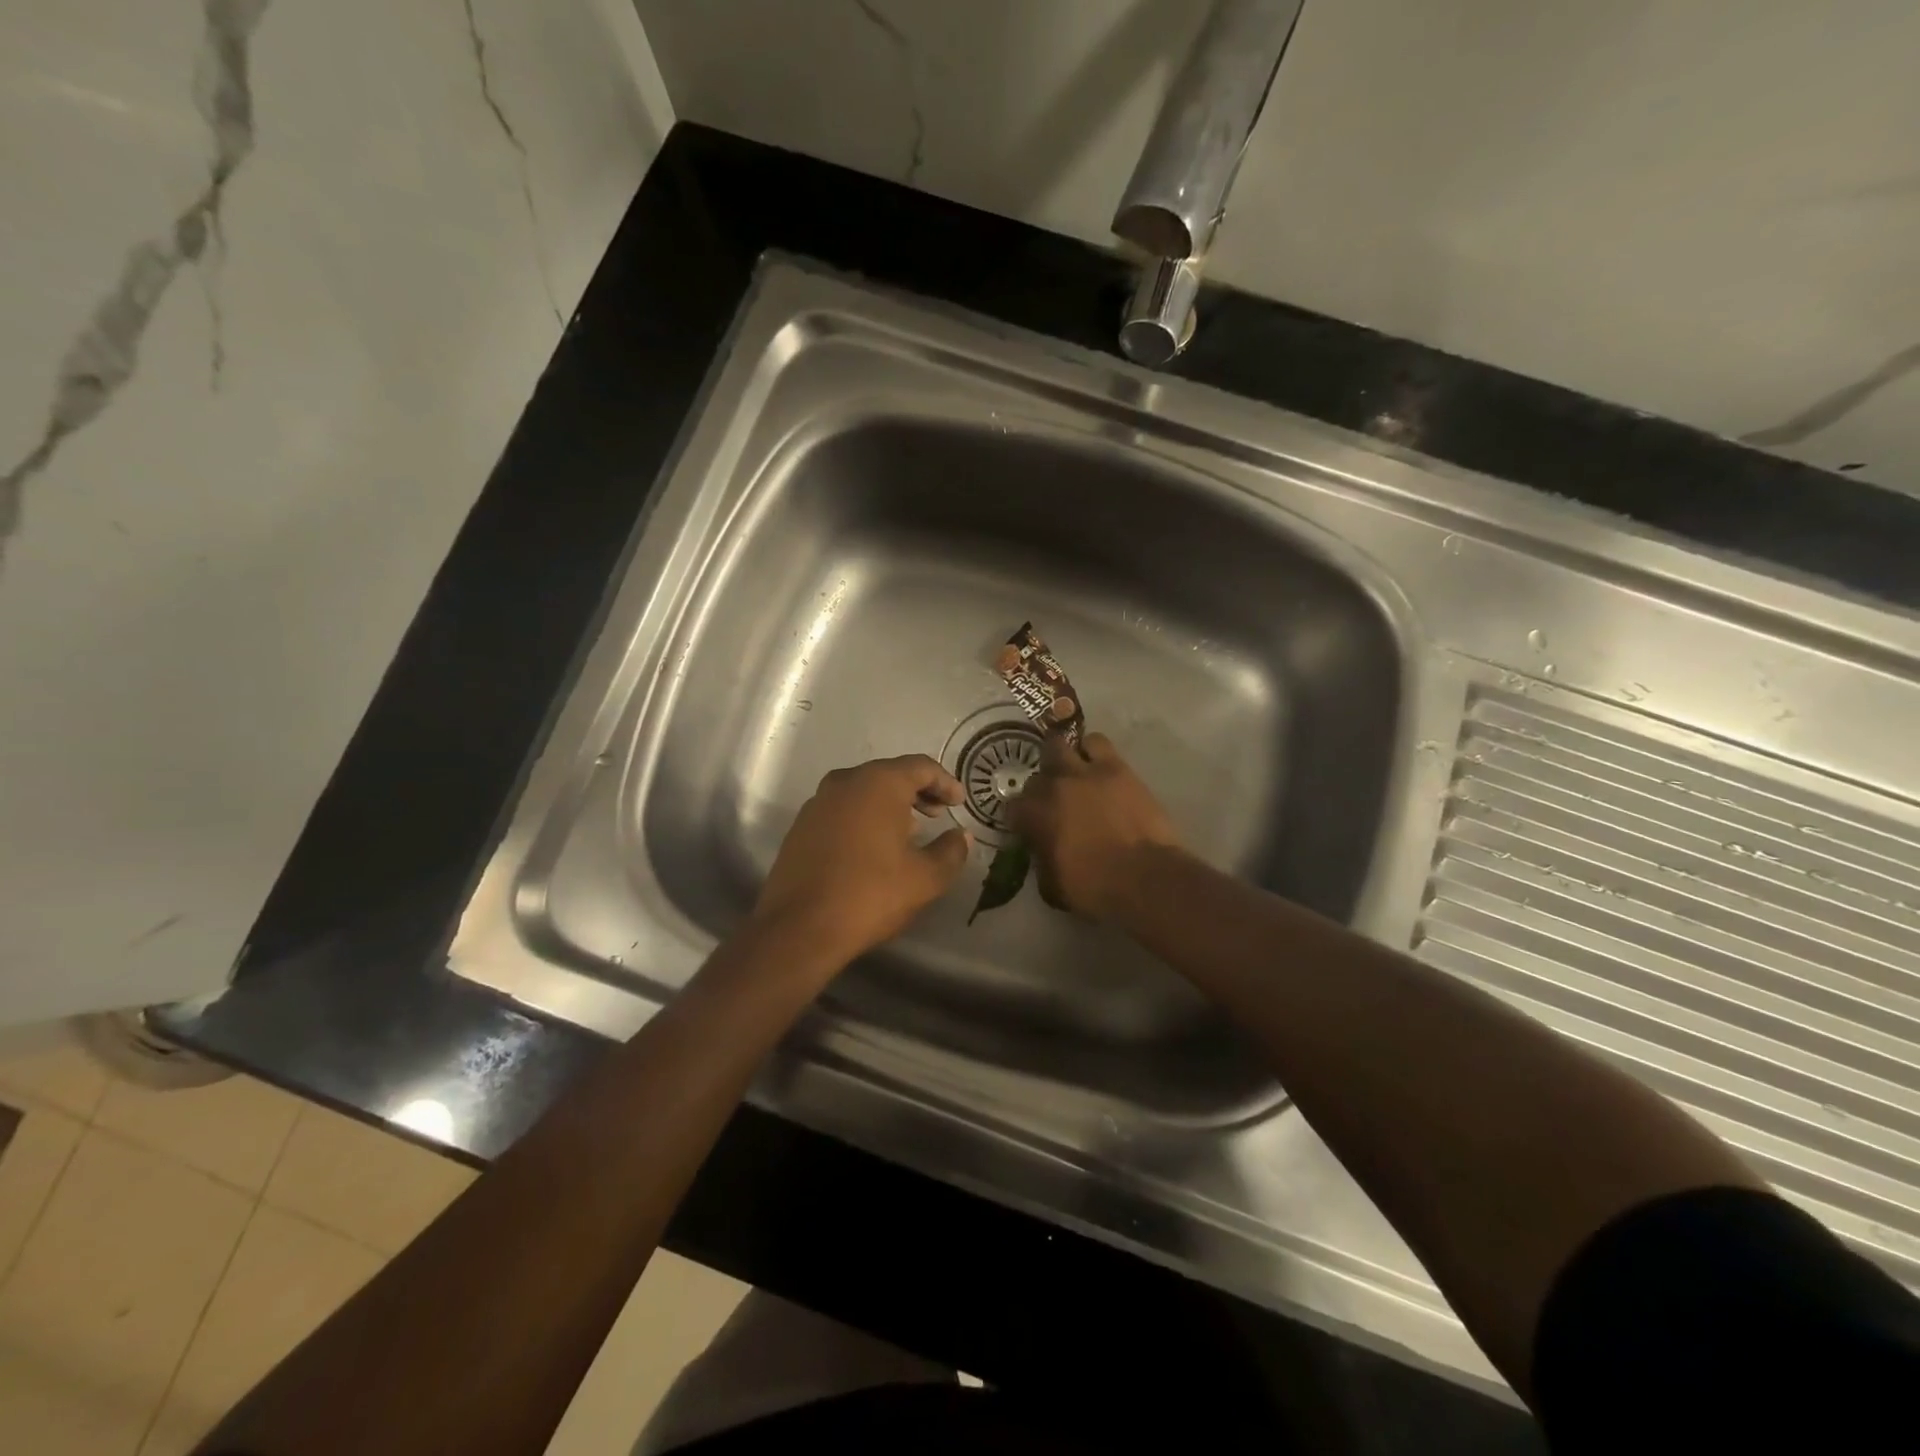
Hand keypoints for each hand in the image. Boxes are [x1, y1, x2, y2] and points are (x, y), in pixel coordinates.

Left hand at [752, 755, 972, 963]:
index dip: (946, 782)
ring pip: (863, 791)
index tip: (960, 802)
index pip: (921, 767)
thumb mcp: (925, 878)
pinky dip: (864, 817)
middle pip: (890, 774)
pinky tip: (873, 847)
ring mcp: (818, 802)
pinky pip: (842, 809)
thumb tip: (961, 836)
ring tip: (909, 832)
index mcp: (878, 783)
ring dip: (889, 805)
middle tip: (938, 814)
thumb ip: (951, 851)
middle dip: (918, 791)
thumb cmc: (870, 895)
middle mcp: (845, 782)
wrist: (799, 928)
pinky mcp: (801, 826)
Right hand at [1008, 732, 1179, 920]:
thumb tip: (1043, 851)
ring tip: (1073, 772)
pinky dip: (1092, 750)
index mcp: (1034, 816)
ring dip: (1063, 758)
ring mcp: (1084, 772)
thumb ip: (1041, 861)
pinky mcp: (1116, 767)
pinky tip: (1097, 765)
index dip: (1022, 817)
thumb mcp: (1053, 887)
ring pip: (1059, 745)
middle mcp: (1053, 787)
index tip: (1031, 827)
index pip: (1014, 806)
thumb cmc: (1095, 889)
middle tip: (1054, 800)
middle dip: (1042, 787)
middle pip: (1037, 774)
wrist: (1144, 877)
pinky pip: (1097, 743)